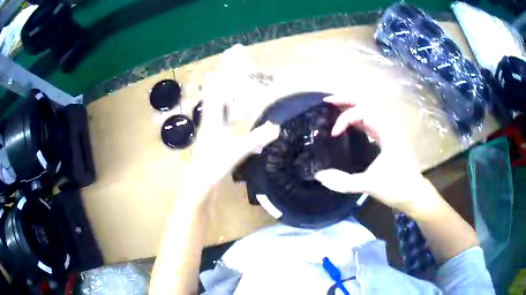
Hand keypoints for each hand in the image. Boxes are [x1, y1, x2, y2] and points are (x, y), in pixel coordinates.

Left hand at [189, 79, 279, 187]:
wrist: (200, 180)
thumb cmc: (215, 163)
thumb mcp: (237, 151)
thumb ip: (256, 139)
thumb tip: (276, 128)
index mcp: (213, 118)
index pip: (214, 91)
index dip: (220, 77)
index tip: (227, 62)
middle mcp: (209, 119)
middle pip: (214, 95)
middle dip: (223, 83)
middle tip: (236, 73)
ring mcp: (209, 127)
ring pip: (215, 105)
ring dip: (224, 95)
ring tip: (237, 88)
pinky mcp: (211, 135)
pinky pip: (218, 115)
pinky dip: (225, 109)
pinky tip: (234, 112)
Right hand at [314, 95, 430, 212]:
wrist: (414, 194)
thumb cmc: (396, 187)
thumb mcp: (369, 184)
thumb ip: (343, 181)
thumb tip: (319, 176)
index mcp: (387, 131)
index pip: (362, 112)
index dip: (344, 119)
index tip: (333, 134)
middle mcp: (390, 125)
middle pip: (367, 103)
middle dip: (347, 100)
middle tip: (328, 102)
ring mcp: (390, 131)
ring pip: (370, 110)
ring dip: (353, 107)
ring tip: (336, 108)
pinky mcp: (388, 138)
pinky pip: (372, 121)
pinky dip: (359, 118)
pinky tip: (350, 124)